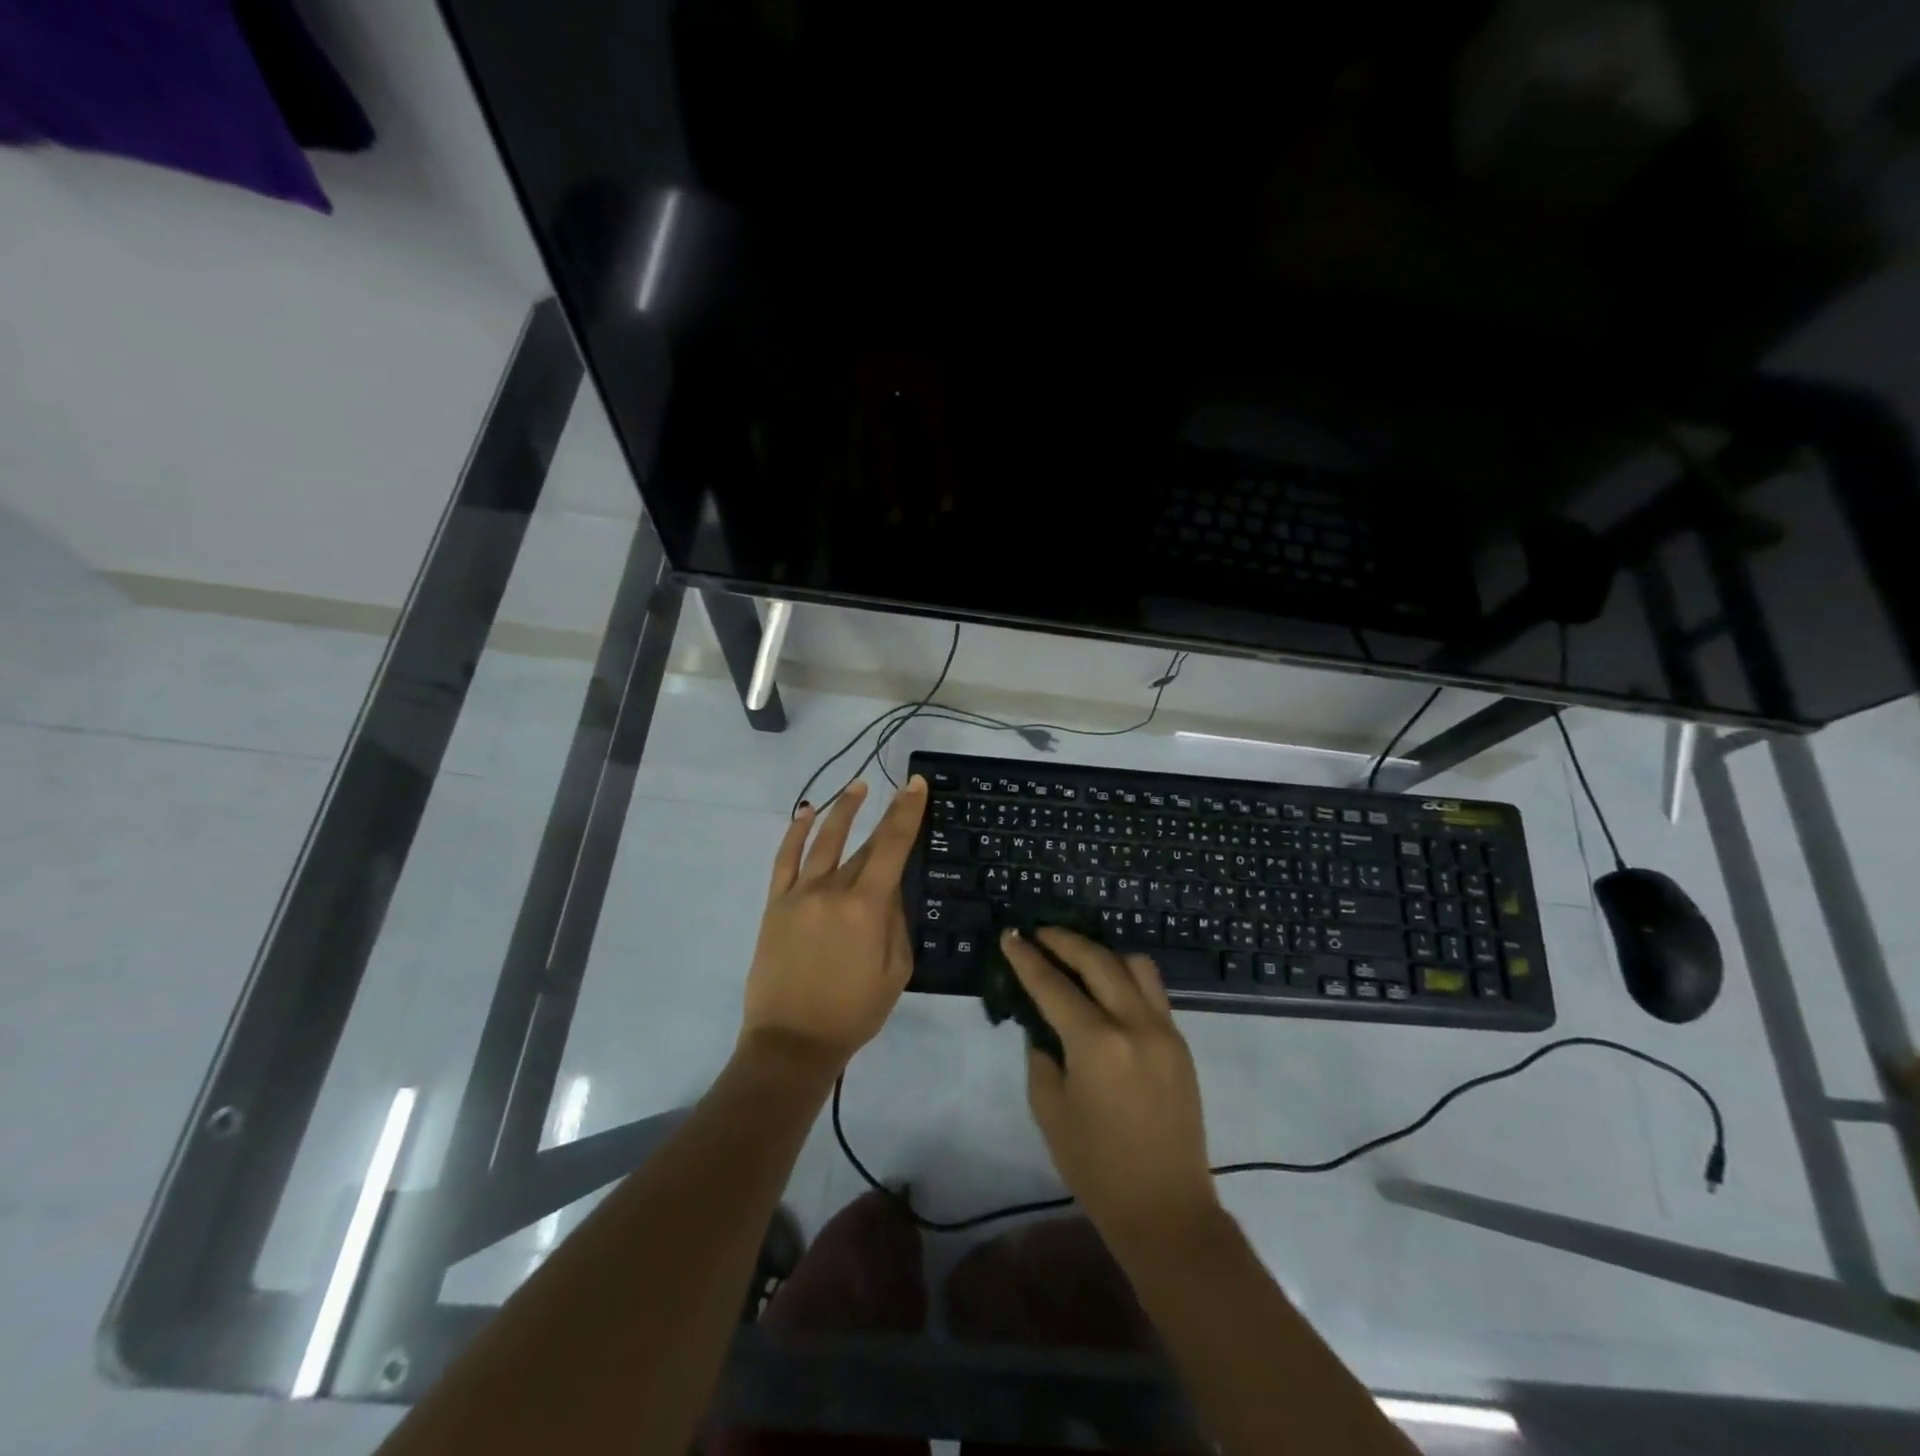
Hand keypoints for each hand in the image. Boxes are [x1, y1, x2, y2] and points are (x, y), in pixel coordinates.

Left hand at [740, 777, 927, 1074]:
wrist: (792, 1042)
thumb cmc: (853, 1012)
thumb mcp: (895, 972)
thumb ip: (896, 924)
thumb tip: (891, 891)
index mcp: (866, 908)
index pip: (892, 847)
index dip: (906, 813)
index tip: (916, 785)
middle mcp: (832, 890)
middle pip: (864, 844)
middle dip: (885, 815)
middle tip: (900, 790)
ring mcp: (799, 894)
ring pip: (823, 840)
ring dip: (842, 810)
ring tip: (857, 787)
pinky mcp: (776, 904)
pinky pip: (784, 860)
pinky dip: (795, 833)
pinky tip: (806, 813)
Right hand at [1001, 927, 1220, 1255]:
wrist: (1166, 1210)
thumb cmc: (1097, 1167)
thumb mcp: (1050, 1110)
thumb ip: (1042, 1056)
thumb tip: (1043, 1025)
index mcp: (1097, 1043)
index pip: (1053, 985)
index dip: (1027, 958)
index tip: (1010, 935)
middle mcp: (1135, 1024)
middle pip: (1098, 960)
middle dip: (1064, 941)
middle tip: (1039, 933)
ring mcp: (1165, 1030)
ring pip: (1134, 966)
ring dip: (1102, 953)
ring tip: (1077, 957)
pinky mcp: (1181, 1042)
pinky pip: (1152, 991)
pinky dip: (1126, 977)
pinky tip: (1107, 989)